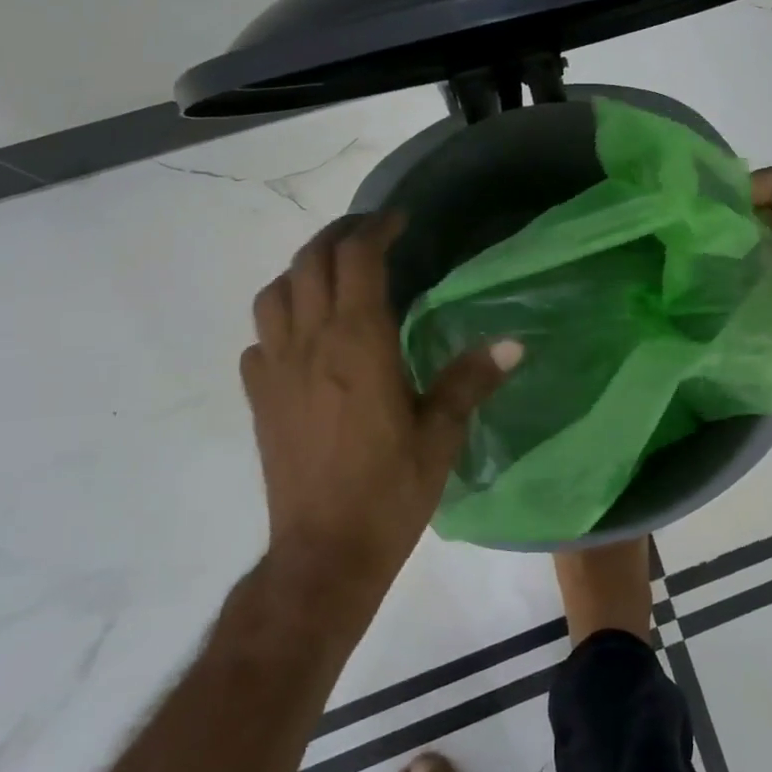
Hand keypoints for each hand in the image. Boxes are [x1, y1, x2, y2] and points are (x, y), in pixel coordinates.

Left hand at [241, 214, 519, 595]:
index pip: (357, 261)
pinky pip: (259, 339)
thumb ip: (470, 381)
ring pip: (274, 294)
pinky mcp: (258, 398)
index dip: (376, 229)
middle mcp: (310, 344)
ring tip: (333, 275)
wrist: (323, 553)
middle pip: (310, 263)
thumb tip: (513, 344)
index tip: (399, 219)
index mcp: (358, 344)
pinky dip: (280, 320)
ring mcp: (275, 370)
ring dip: (302, 270)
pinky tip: (304, 337)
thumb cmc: (390, 491)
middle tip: (370, 234)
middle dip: (338, 236)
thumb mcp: (441, 435)